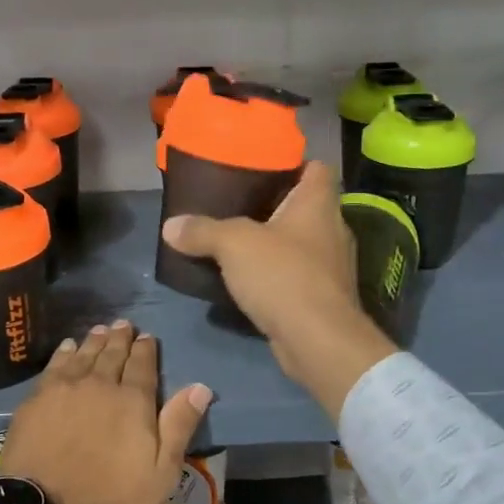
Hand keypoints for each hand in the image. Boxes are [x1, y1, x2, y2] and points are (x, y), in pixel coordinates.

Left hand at [0, 321, 211, 503]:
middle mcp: (100, 384)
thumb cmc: (112, 498)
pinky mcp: (37, 399)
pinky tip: (68, 347)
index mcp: (133, 401)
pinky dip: (65, 353)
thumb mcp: (161, 471)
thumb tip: (201, 387)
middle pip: (112, 354)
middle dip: (120, 338)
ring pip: (84, 355)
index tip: (147, 337)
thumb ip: (179, 425)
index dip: (145, 349)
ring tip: (100, 329)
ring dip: (95, 341)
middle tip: (124, 324)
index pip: (142, 365)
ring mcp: (65, 389)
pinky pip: (55, 365)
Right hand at [161, 161, 396, 419]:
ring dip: (275, 243)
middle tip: (237, 203)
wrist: (318, 341)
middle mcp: (332, 229)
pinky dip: (277, 274)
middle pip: (305, 205)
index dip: (293, 163)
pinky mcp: (323, 297)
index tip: (262, 167)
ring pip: (301, 242)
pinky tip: (249, 280)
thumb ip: (202, 230)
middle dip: (275, 205)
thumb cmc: (283, 275)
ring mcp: (331, 266)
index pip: (317, 168)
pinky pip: (297, 275)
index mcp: (318, 203)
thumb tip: (170, 226)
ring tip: (238, 241)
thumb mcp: (233, 244)